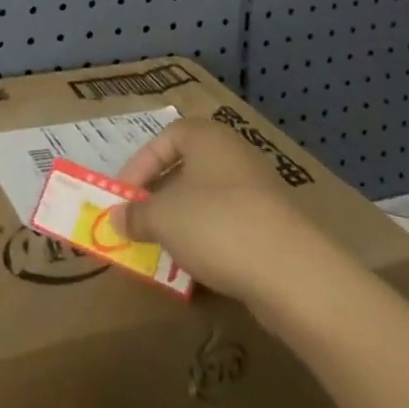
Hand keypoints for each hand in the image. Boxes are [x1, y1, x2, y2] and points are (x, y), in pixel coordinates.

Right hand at [110, 118, 324, 309]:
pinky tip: (200, 270)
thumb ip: (136, 215)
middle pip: (188, 169)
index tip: (124, 197)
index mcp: (207, 136)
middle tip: (142, 222)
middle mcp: (234, 154)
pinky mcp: (275, 226)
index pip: (165, 139)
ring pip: (209, 200)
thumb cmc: (216, 224)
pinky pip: (232, 227)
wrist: (292, 271)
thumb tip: (116, 217)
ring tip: (166, 251)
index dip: (140, 165)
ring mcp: (259, 190)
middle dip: (161, 197)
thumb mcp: (163, 218)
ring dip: (185, 224)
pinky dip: (212, 244)